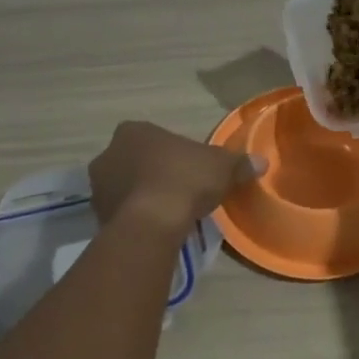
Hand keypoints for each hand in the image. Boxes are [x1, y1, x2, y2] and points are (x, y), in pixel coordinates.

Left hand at [88, 121, 262, 238]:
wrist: (153, 221)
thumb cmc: (185, 179)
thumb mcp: (222, 167)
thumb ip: (239, 163)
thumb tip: (261, 162)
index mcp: (134, 130)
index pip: (155, 137)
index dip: (174, 153)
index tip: (190, 169)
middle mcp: (109, 153)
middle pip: (136, 161)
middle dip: (153, 173)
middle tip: (179, 190)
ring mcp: (98, 185)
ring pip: (126, 187)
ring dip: (142, 195)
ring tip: (168, 212)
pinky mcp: (97, 215)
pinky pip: (121, 212)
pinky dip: (136, 217)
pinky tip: (155, 227)